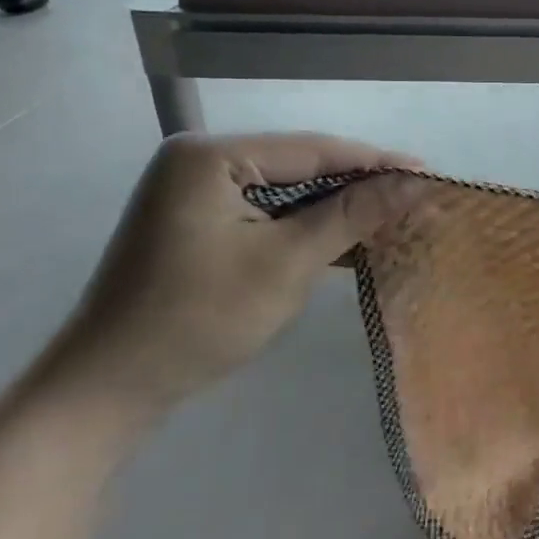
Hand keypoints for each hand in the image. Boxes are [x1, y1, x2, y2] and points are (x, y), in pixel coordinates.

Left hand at [38, 133, 421, 423]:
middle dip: (359, 186)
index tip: (430, 173)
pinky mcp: (199, 222)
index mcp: (211, 155)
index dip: (377, 163)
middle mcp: (200, 160)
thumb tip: (416, 181)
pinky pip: (267, 212)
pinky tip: (347, 239)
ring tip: (393, 216)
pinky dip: (306, 227)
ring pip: (287, 191)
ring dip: (336, 209)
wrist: (109, 389)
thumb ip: (353, 214)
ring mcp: (195, 192)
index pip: (314, 149)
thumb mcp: (287, 263)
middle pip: (301, 166)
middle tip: (416, 197)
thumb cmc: (199, 319)